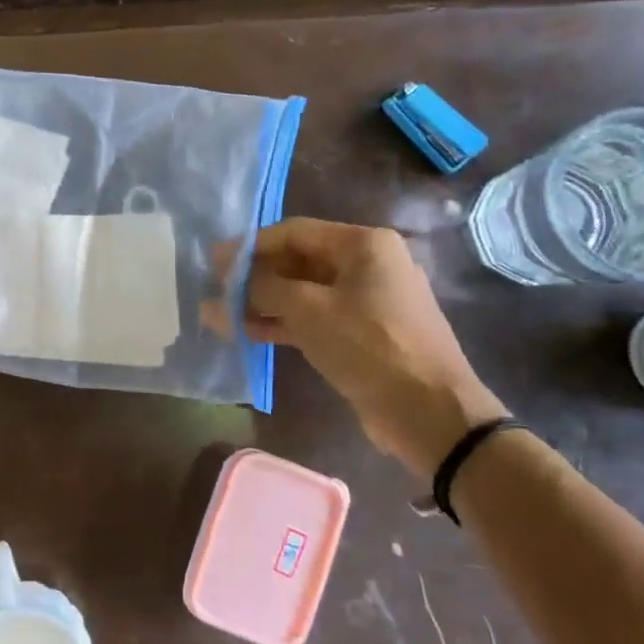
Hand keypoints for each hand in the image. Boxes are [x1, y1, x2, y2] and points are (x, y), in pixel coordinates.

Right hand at [205, 219, 507, 476]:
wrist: (428, 411)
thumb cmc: (369, 346)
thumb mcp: (309, 310)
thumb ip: (264, 287)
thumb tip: (228, 278)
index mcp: (363, 245)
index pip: (294, 232)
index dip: (251, 246)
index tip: (214, 261)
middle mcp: (367, 265)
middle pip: (297, 261)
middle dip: (254, 277)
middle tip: (215, 290)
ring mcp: (365, 301)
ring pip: (303, 293)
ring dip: (262, 303)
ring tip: (220, 316)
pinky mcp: (361, 334)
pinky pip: (314, 318)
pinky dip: (282, 323)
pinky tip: (247, 333)